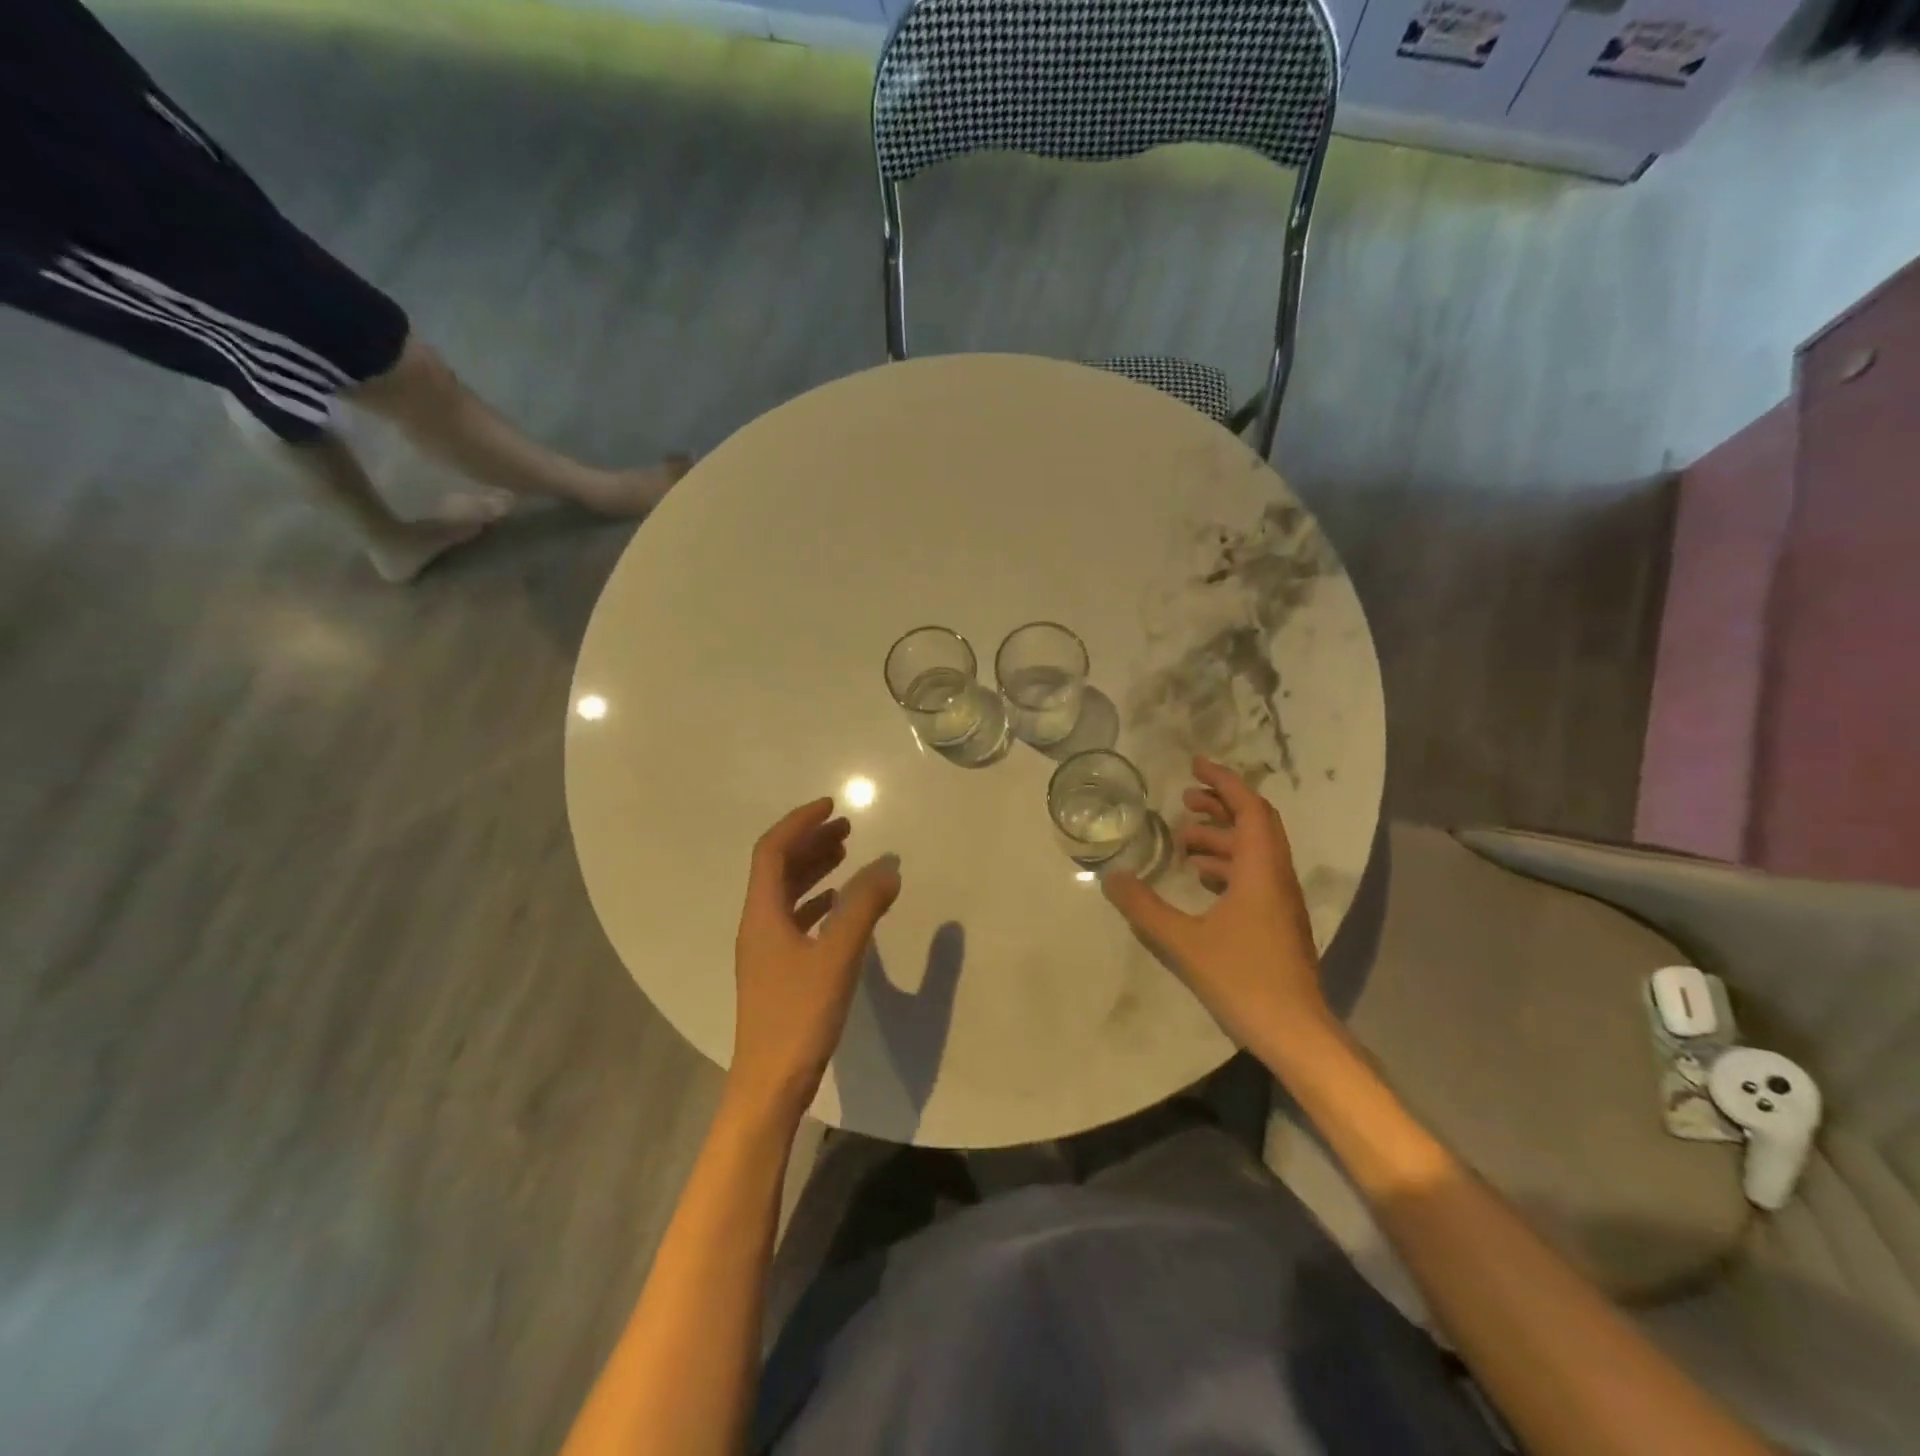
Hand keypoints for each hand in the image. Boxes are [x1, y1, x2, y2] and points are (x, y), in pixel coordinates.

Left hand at [729, 798, 900, 1118]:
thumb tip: (888, 867)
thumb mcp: (838, 956)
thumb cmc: (800, 1015)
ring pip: (785, 893)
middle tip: (846, 827)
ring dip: (813, 869)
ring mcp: (764, 950)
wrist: (769, 1084)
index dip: (800, 823)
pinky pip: (794, 919)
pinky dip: (816, 901)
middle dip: (810, 841)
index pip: (772, 851)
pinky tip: (837, 905)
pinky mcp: (776, 971)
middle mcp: (757, 925)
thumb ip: (864, 908)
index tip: (832, 806)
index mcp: (762, 914)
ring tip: (846, 854)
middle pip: (777, 868)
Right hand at [1103, 757, 1332, 1058]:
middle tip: (1184, 799)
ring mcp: (1281, 900)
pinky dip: (1227, 864)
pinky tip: (1201, 879)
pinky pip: (1254, 874)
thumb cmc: (1243, 979)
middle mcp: (1276, 876)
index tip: (1195, 764)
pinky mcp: (1278, 921)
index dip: (1223, 781)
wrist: (1295, 1031)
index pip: (1248, 808)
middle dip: (1221, 804)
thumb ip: (1145, 908)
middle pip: (1255, 823)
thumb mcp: (1183, 942)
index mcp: (1259, 870)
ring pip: (1254, 850)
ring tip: (1182, 841)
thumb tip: (1112, 878)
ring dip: (1221, 837)